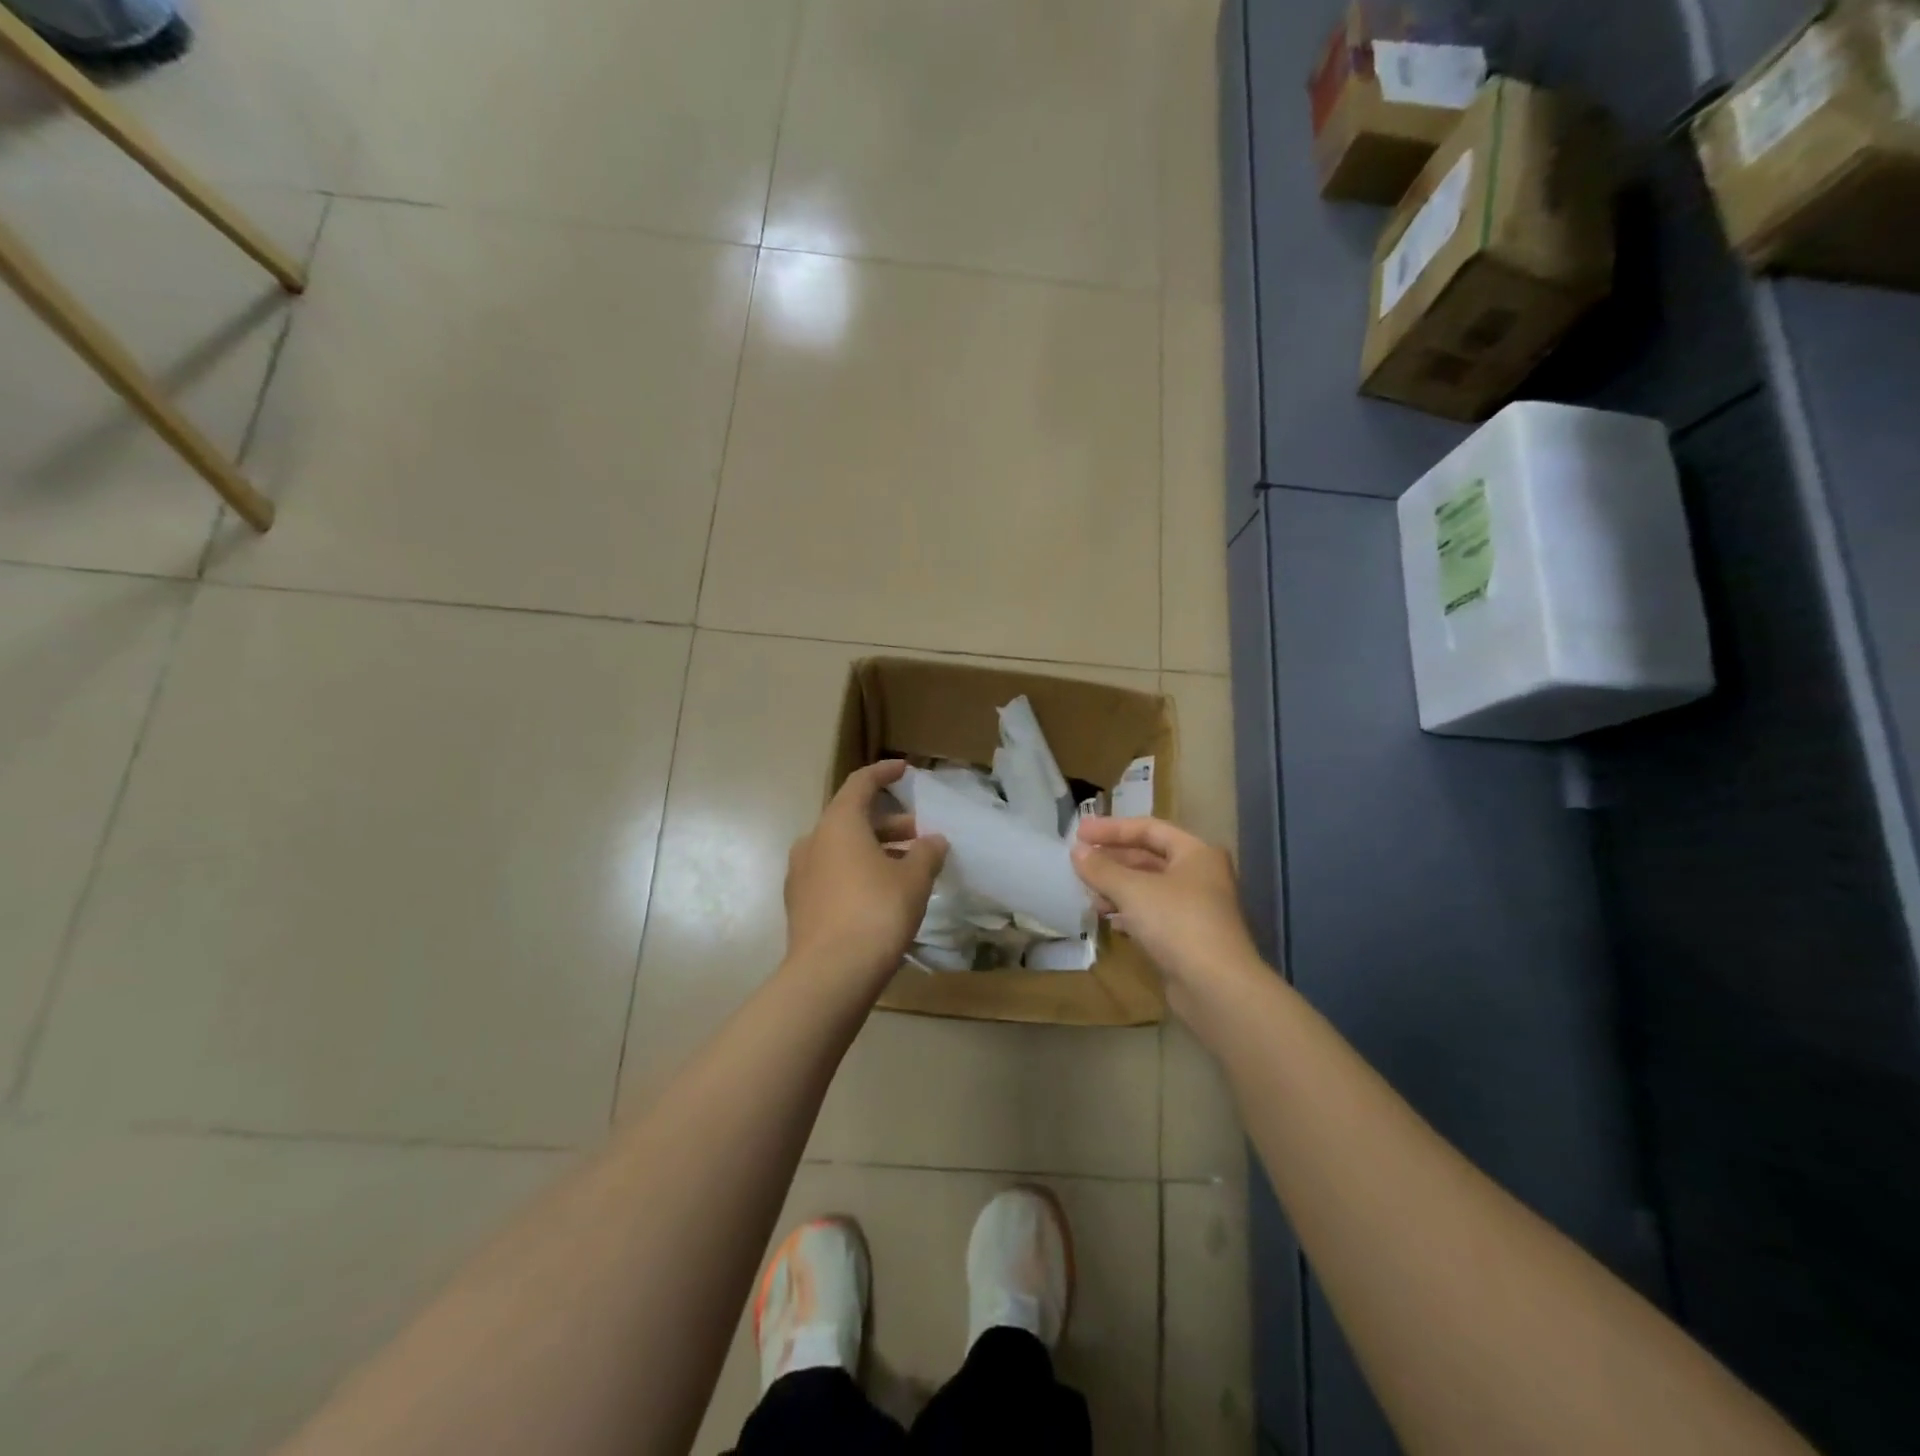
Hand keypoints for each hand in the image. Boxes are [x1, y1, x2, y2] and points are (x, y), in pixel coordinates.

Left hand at [784, 760, 948, 990]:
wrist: (830, 975)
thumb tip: (933, 840)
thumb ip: (927, 852)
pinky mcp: (800, 905)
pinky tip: (883, 894)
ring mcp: (801, 875)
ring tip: (909, 867)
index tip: (904, 770)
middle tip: (920, 835)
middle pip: (852, 819)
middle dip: (889, 824)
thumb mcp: (914, 879)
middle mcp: (813, 841)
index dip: (884, 773)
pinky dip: (858, 872)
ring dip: (875, 850)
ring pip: (842, 849)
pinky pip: (833, 875)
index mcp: (838, 824)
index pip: (860, 784)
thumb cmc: (876, 912)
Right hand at [1071, 817, 1261, 1007]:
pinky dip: (1128, 912)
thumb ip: (1102, 868)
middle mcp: (1200, 875)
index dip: (1112, 828)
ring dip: (1117, 887)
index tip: (1079, 833)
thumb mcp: (1132, 890)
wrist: (1215, 987)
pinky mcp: (1188, 937)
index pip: (1149, 828)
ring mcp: (1195, 908)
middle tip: (1079, 861)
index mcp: (1196, 853)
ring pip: (1149, 888)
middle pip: (1149, 857)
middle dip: (1113, 859)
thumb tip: (1077, 851)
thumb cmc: (1177, 923)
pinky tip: (1107, 919)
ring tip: (1088, 893)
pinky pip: (1152, 914)